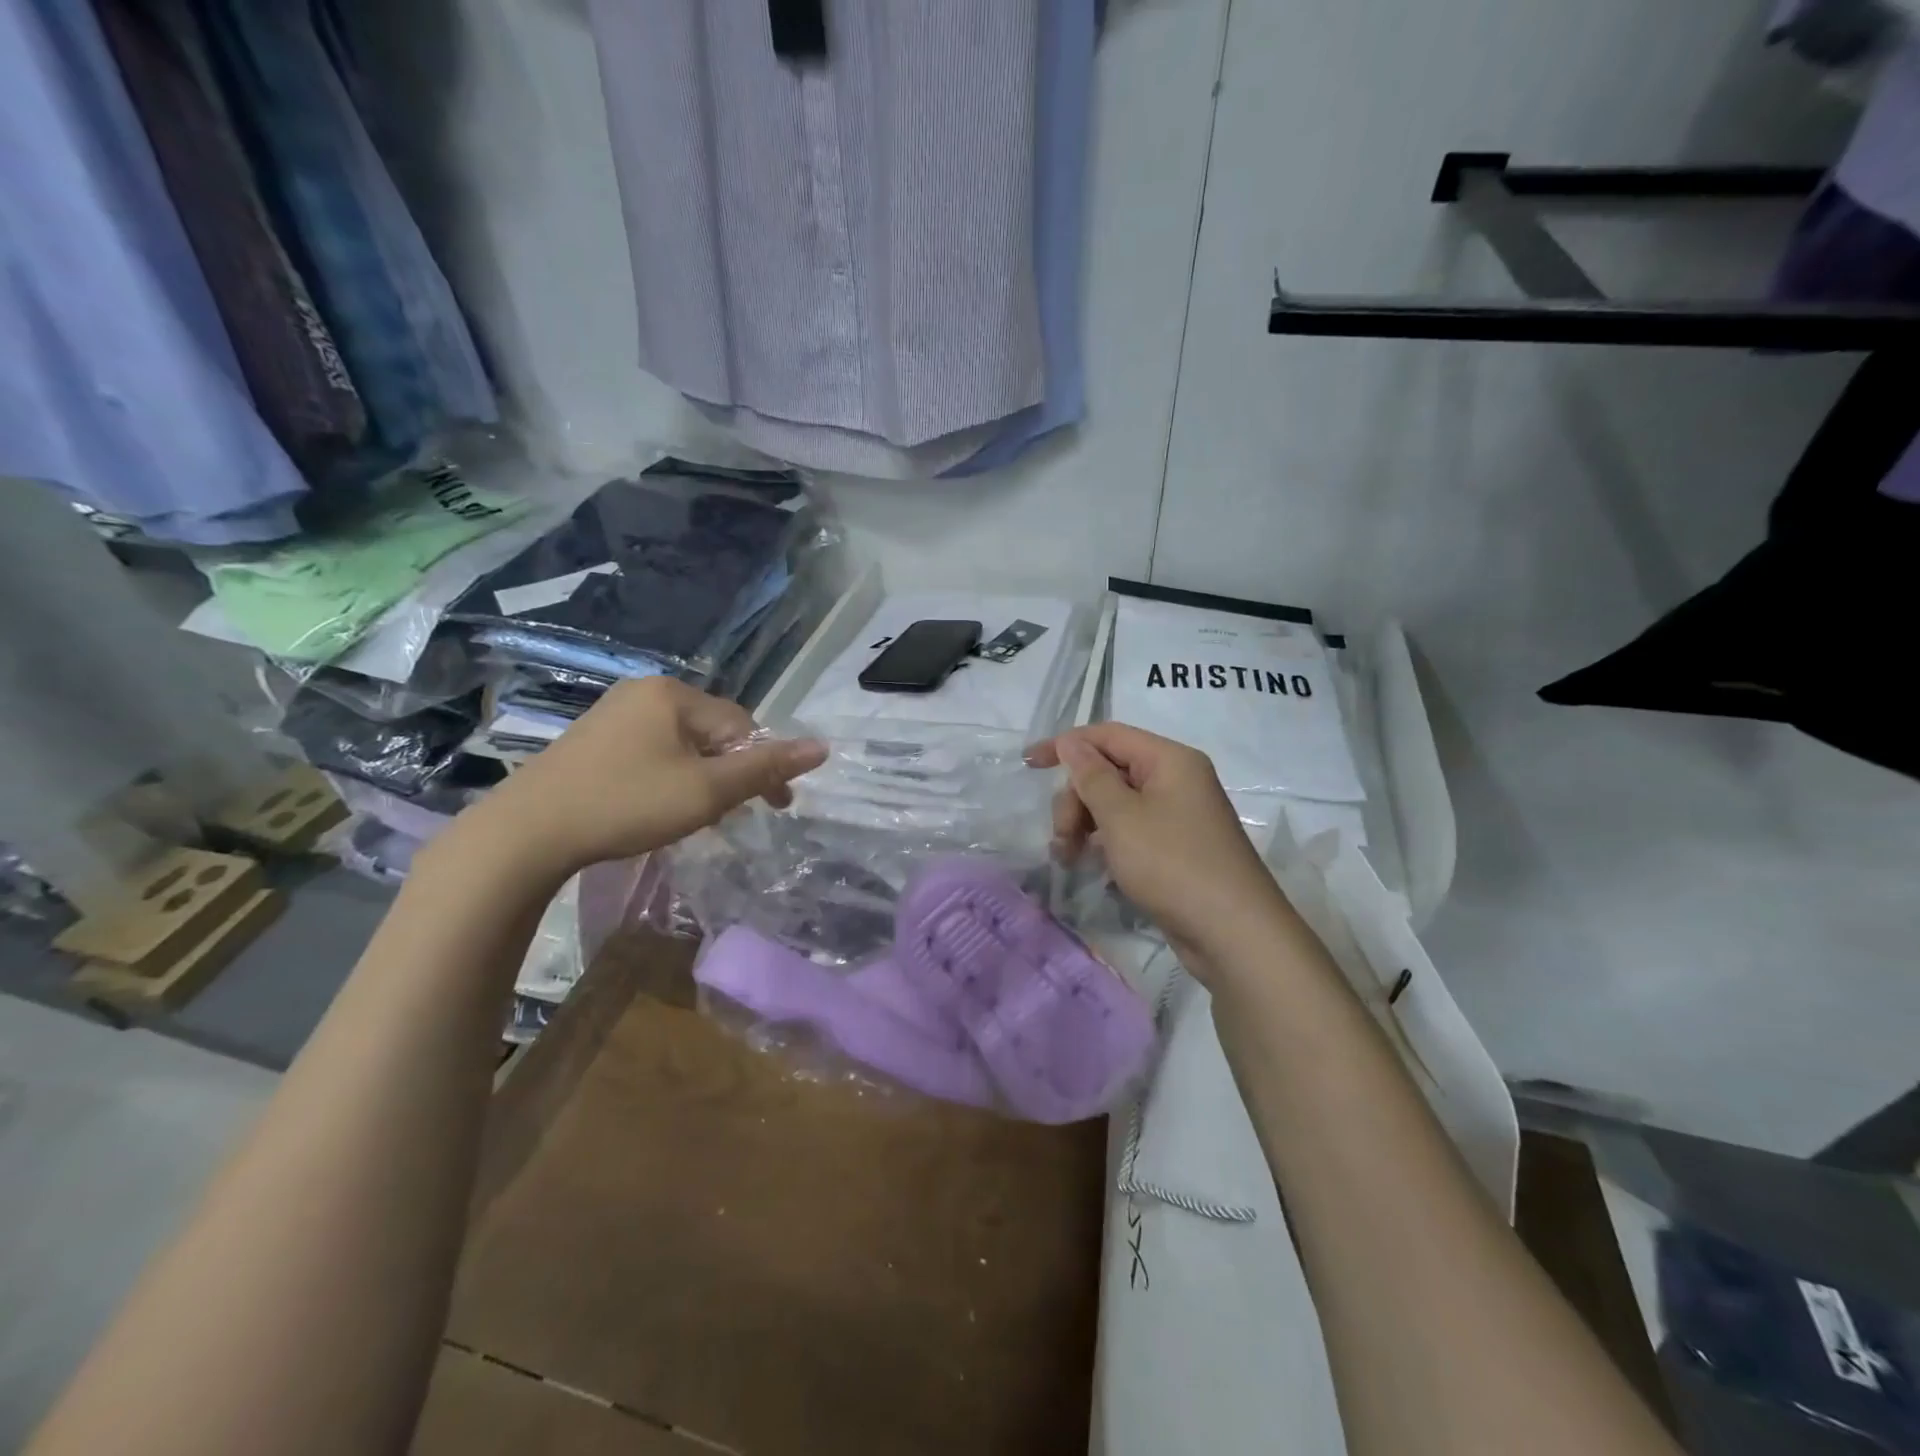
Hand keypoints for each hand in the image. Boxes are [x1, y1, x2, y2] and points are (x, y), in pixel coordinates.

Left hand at [450, 678, 825, 883]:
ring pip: (681, 743)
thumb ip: (766, 769)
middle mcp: (644, 691)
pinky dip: (668, 776)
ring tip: (697, 815)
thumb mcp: (707, 791)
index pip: (742, 725)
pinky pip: (650, 750)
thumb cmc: (626, 804)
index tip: (775, 808)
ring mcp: (612, 713)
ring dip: (701, 777)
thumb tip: (822, 747)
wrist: (526, 832)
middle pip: (712, 731)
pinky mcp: (590, 738)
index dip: (763, 767)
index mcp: (673, 694)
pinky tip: (656, 804)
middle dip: (730, 772)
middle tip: (730, 815)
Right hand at [1027, 723, 1291, 972]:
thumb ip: (1091, 775)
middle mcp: (1177, 779)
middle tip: (1061, 838)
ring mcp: (1179, 815)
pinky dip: (1107, 842)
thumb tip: (1071, 741)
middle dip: (1076, 800)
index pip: (1107, 735)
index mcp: (1169, 760)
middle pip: (1109, 771)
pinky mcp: (1177, 847)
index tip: (1028, 764)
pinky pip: (1131, 830)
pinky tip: (1094, 866)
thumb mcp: (1121, 817)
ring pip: (1117, 804)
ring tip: (1068, 858)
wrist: (1233, 933)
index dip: (1065, 745)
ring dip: (1086, 824)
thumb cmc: (1173, 864)